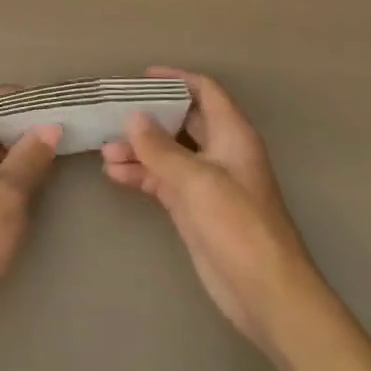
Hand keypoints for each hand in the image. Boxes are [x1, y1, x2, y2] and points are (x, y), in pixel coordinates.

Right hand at [102, 67, 326, 357]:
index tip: (141, 77)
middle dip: (149, 116)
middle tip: (112, 112)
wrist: (266, 293)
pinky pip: (163, 181)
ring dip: (139, 149)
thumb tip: (133, 117)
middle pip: (182, 120)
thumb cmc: (238, 225)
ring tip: (104, 150)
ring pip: (168, 152)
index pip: (204, 91)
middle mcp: (220, 151)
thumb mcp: (197, 181)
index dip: (176, 79)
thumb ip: (161, 148)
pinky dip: (141, 175)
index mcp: (232, 134)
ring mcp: (206, 182)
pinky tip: (115, 175)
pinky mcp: (194, 209)